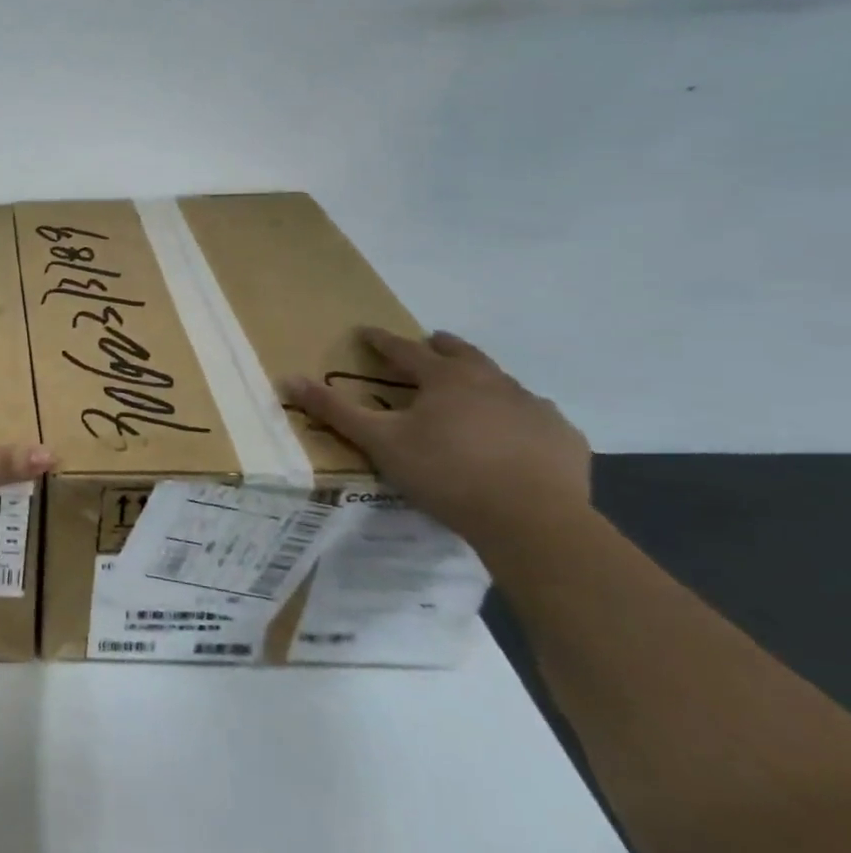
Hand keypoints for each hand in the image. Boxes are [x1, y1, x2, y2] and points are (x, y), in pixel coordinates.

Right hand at [282, 328, 592, 551]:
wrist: (532, 520)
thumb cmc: (445, 472)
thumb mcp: (379, 441)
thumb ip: (334, 410)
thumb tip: (288, 378)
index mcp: (446, 378)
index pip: (406, 350)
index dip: (381, 341)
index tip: (365, 332)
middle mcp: (493, 382)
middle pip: (463, 355)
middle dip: (441, 347)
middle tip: (430, 343)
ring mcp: (534, 408)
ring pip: (502, 383)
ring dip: (482, 380)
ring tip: (470, 390)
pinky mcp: (563, 438)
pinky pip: (534, 416)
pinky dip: (516, 415)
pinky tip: (512, 432)